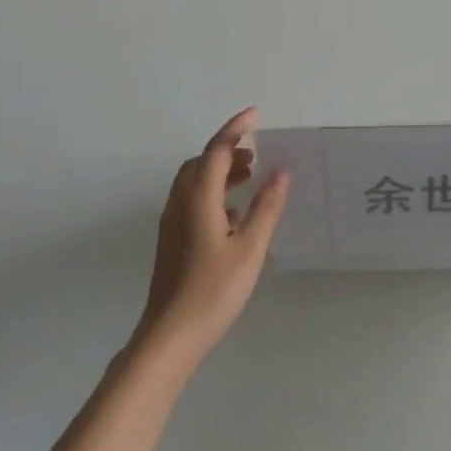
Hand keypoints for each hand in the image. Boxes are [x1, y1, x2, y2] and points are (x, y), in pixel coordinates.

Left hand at [134, 108, 288, 368]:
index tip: (256, 114)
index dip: (235, 129)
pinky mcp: (172, 241)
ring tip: (250, 177)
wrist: (170, 336)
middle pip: (200, 163)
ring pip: (194, 182)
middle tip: (257, 153)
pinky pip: (192, 201)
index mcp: (198, 200)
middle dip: (227, 150)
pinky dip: (213, 192)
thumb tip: (280, 171)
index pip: (216, 151)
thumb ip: (266, 207)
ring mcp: (172, 223)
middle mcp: (179, 204)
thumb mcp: (249, 248)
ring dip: (220, 171)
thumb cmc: (214, 291)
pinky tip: (234, 213)